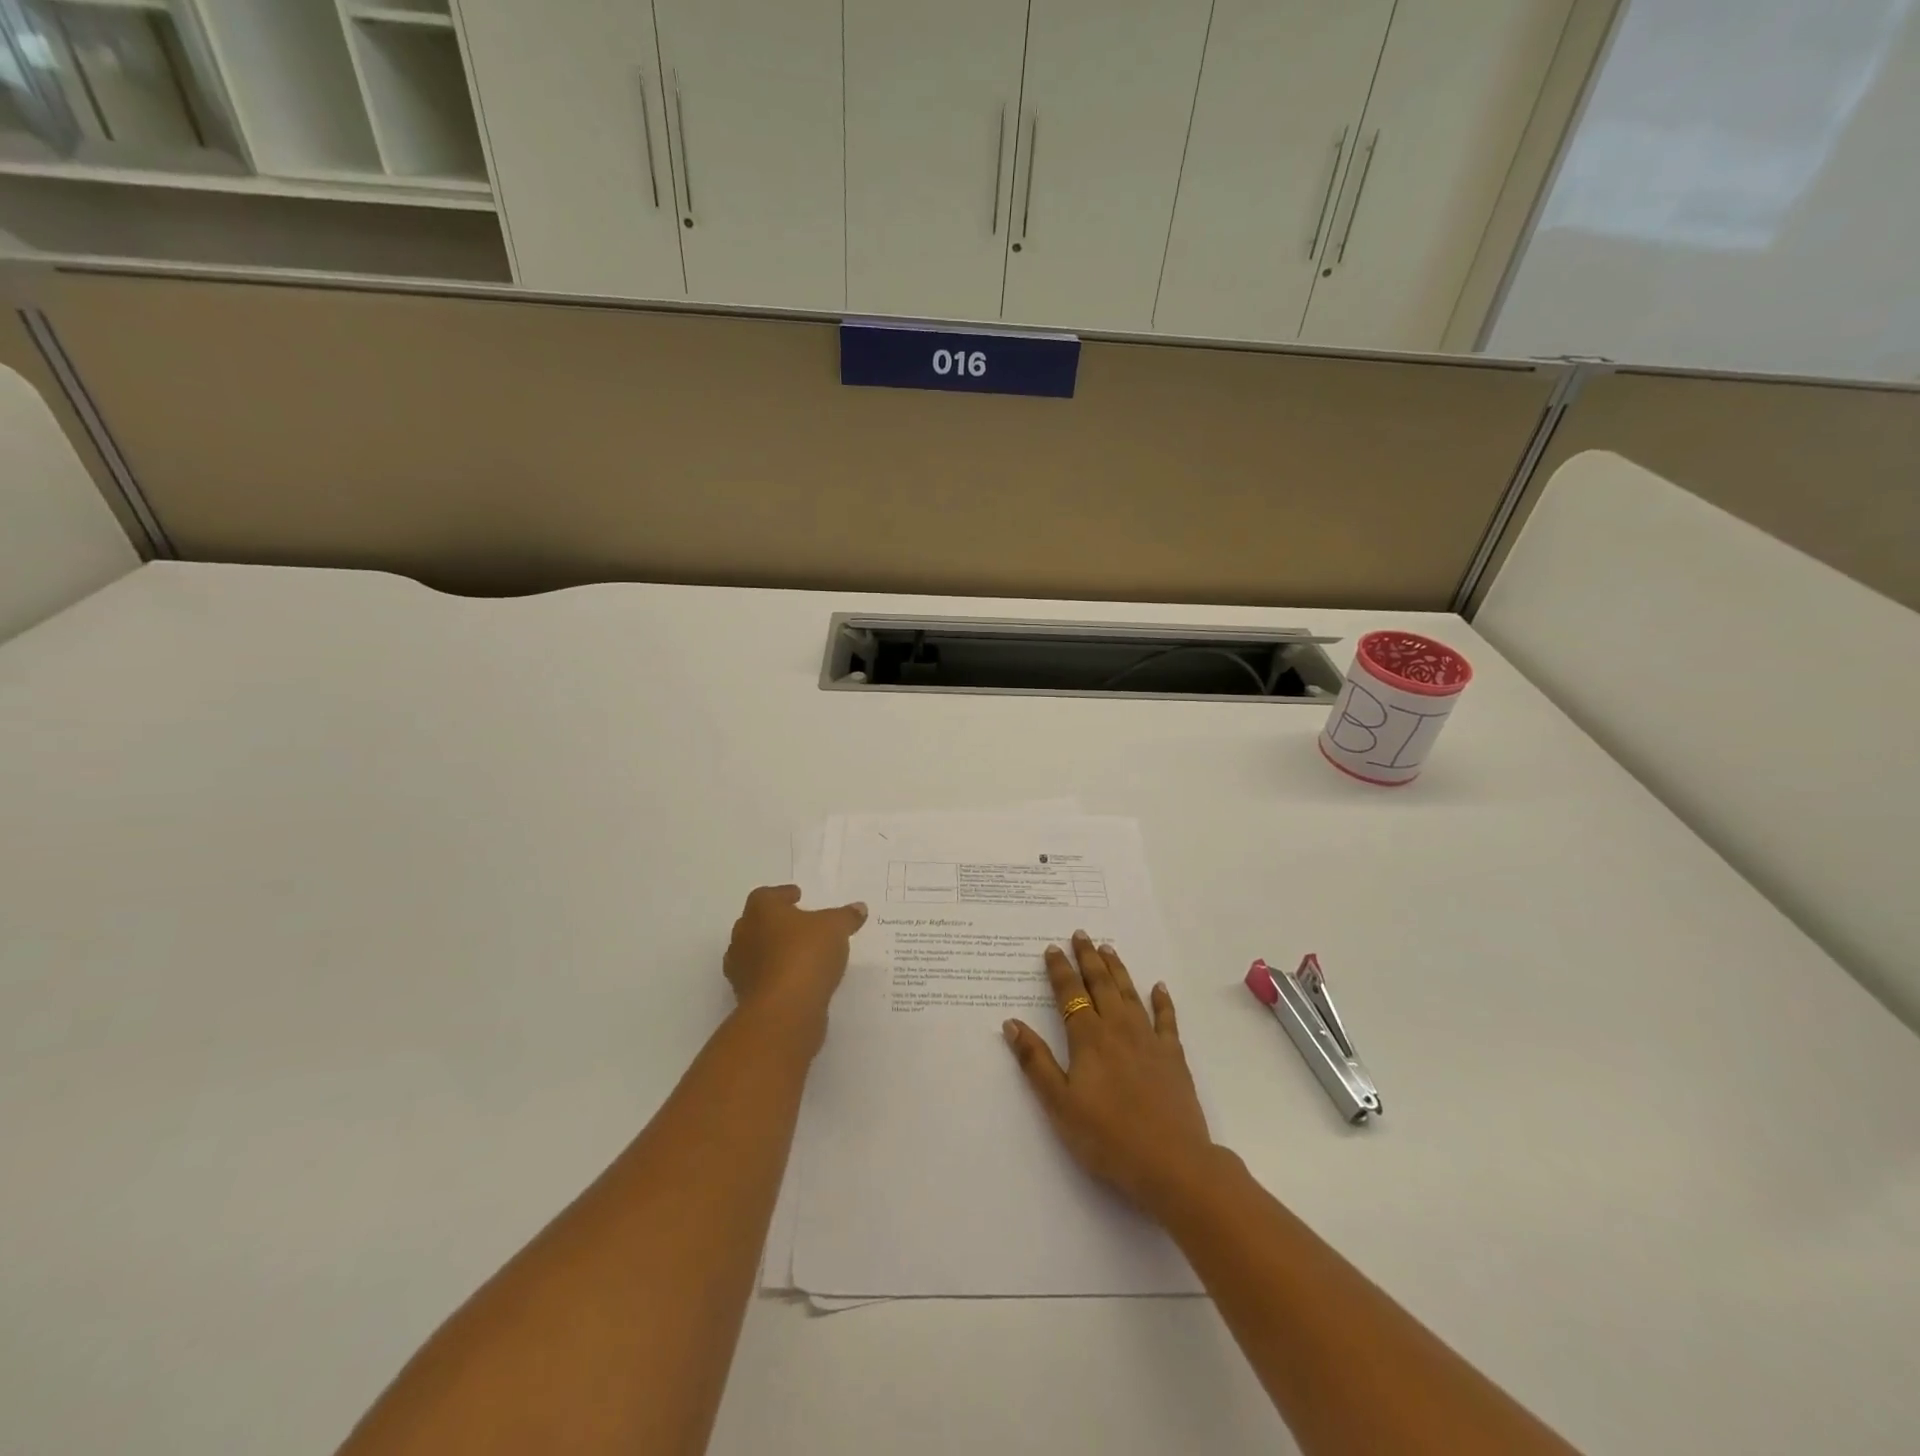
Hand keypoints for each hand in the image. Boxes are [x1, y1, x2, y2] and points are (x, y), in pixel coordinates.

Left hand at [723, 885, 867, 1029]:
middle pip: (757, 923)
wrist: (784, 1010)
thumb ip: (846, 916)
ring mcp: (741, 969)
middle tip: (800, 925)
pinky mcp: (747, 997)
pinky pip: (763, 979)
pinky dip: (777, 976)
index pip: (766, 895)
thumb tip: (858, 908)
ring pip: (757, 953)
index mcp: (760, 911)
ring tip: (800, 954)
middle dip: (776, 923)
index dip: (782, 895)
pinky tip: (798, 979)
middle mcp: (744, 936)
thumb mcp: (835, 928)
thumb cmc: (805, 955)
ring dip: (775, 951)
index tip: (798, 896)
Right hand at [1003, 932, 1214, 1218]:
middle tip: (1081, 935)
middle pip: (1101, 985)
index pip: (1070, 995)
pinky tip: (1158, 988)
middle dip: (1088, 958)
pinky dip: (1162, 1001)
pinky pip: (1167, 1019)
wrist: (1172, 1163)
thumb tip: (1012, 1023)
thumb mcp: (1059, 1104)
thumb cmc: (1107, 1137)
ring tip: (1108, 949)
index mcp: (1089, 1039)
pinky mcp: (1173, 1057)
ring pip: (1130, 994)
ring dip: (1117, 970)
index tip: (1052, 949)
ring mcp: (1149, 1040)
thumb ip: (1036, 1062)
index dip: (1059, 970)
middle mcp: (1118, 1029)